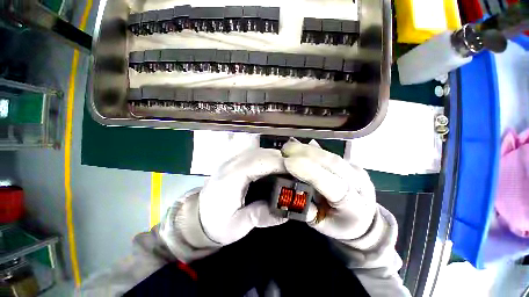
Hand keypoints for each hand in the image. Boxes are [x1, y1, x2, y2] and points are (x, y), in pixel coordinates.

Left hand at [199, 148, 287, 244]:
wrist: (197, 217)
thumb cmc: (216, 224)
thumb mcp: (237, 227)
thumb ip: (261, 217)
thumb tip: (286, 213)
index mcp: (231, 177)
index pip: (259, 162)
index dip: (280, 163)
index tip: (297, 170)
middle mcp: (231, 163)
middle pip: (261, 153)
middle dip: (281, 159)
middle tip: (296, 172)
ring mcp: (232, 160)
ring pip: (260, 151)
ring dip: (275, 158)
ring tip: (289, 170)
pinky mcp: (235, 162)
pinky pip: (255, 155)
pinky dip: (268, 159)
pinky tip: (275, 168)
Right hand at [281, 141, 376, 240]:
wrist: (365, 219)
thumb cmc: (341, 225)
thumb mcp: (321, 225)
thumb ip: (307, 210)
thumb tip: (294, 190)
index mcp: (353, 205)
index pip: (332, 185)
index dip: (309, 171)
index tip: (287, 162)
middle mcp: (358, 183)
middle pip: (332, 163)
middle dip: (305, 154)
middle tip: (284, 150)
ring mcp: (356, 170)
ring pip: (330, 154)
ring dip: (307, 149)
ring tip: (289, 147)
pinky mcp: (351, 162)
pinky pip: (329, 153)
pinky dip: (312, 149)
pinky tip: (300, 147)